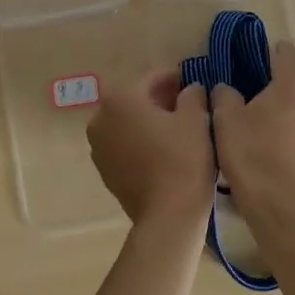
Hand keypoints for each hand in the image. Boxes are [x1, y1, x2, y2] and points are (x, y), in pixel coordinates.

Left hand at [87, 69, 215, 223]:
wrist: (168, 215)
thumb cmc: (183, 159)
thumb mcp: (197, 118)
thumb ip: (192, 94)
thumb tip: (189, 89)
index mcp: (120, 99)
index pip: (152, 79)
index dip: (175, 79)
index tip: (193, 83)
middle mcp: (100, 118)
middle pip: (136, 101)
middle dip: (160, 101)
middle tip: (189, 107)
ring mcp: (98, 147)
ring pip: (128, 124)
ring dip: (149, 122)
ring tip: (178, 130)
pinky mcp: (104, 171)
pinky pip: (125, 146)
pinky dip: (141, 143)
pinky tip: (163, 151)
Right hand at [210, 40, 294, 215]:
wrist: (285, 207)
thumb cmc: (252, 156)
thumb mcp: (225, 121)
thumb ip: (225, 96)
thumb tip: (226, 89)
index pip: (287, 52)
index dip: (270, 54)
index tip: (255, 66)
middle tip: (270, 98)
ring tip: (281, 127)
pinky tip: (291, 152)